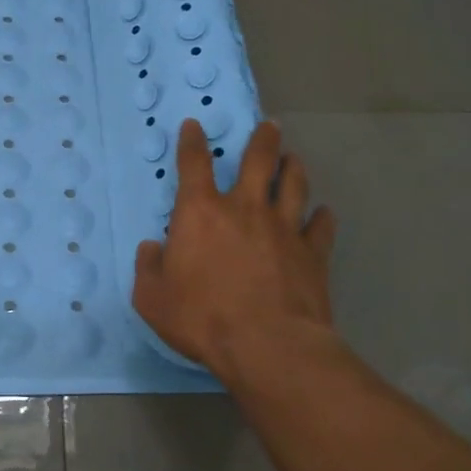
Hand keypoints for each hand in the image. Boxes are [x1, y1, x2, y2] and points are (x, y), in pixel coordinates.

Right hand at [133, 118, 336, 382]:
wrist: (267, 345)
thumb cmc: (201, 318)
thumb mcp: (151, 298)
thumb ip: (148, 268)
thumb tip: (150, 248)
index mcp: (201, 212)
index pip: (194, 164)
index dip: (192, 141)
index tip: (194, 126)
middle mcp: (245, 208)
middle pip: (258, 160)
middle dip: (263, 139)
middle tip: (270, 126)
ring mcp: (284, 228)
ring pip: (293, 184)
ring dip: (293, 168)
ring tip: (293, 159)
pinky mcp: (313, 253)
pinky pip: (322, 225)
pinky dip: (322, 217)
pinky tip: (323, 214)